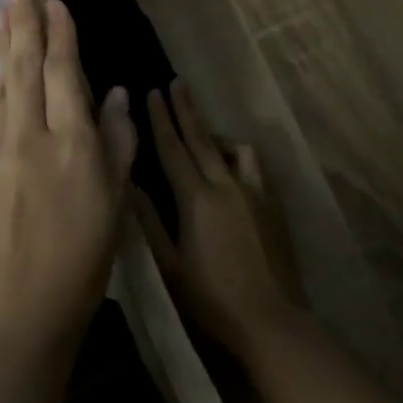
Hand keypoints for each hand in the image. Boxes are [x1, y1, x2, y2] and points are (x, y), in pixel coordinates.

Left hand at [0, 0, 136, 359]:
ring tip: (0, 13)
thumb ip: (118, 144)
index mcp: (73, 145)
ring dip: (1, 46)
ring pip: (1, 86)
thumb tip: (119, 94)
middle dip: (23, 24)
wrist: (14, 317)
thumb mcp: (116, 205)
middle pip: (26, 69)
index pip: (66, 74)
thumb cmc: (81, 264)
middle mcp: (31, 138)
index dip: (61, 35)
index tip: (55, 2)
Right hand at [135, 80, 304, 357]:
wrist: (270, 320)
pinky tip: (234, 163)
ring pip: (232, 147)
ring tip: (204, 130)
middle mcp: (225, 184)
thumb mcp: (169, 266)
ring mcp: (253, 191)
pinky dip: (239, 155)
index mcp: (196, 198)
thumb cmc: (211, 299)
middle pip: (201, 138)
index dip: (161, 119)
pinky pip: (253, 165)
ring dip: (214, 132)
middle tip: (176, 82)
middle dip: (185, 109)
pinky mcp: (272, 202)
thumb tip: (130, 183)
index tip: (152, 92)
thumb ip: (148, 221)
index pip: (173, 148)